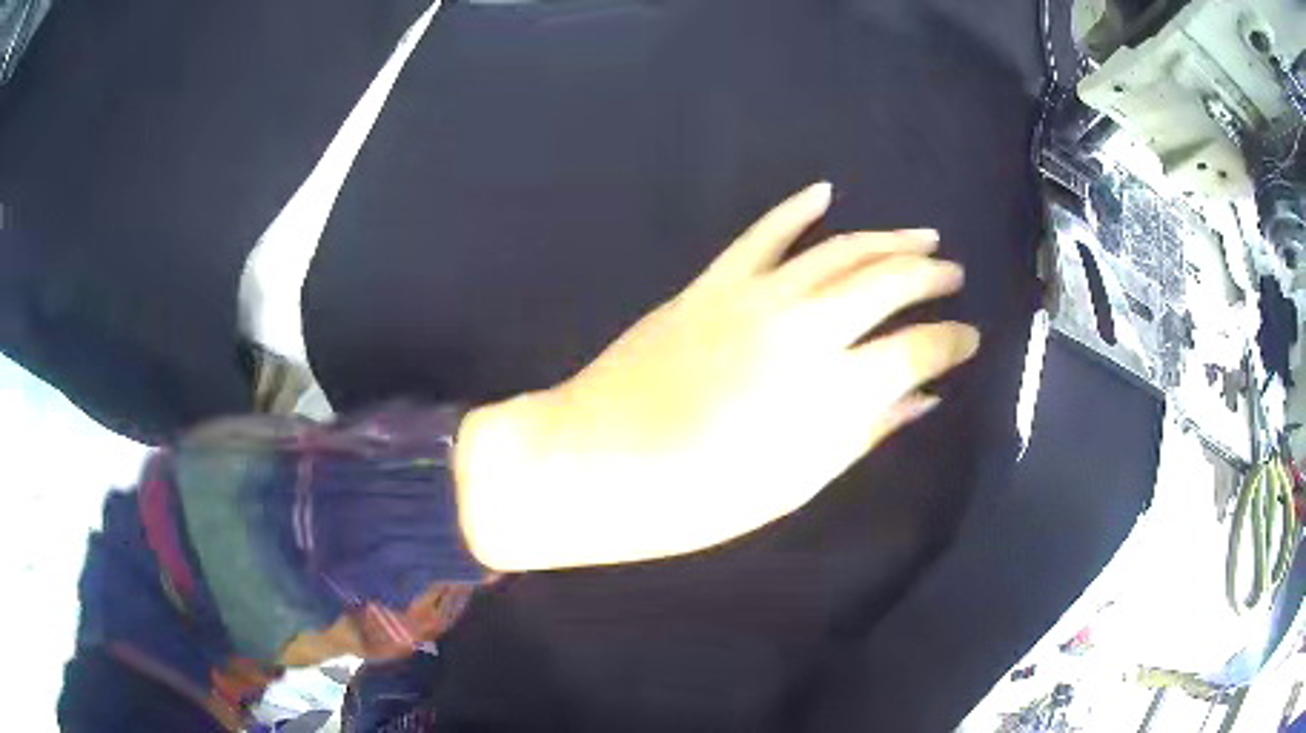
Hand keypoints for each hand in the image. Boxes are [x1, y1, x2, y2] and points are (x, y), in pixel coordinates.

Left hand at [454, 183, 979, 571]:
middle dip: (929, 276)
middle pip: (886, 282)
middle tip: (953, 276)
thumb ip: (864, 433)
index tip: (970, 339)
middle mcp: (803, 328)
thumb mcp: (795, 484)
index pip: (916, 350)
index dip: (951, 342)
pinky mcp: (711, 283)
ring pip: (837, 249)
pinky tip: (825, 192)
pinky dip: (795, 209)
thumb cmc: (697, 499)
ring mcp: (753, 296)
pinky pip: (762, 233)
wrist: (594, 463)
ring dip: (885, 239)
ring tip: (919, 239)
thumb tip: (922, 398)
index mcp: (830, 391)